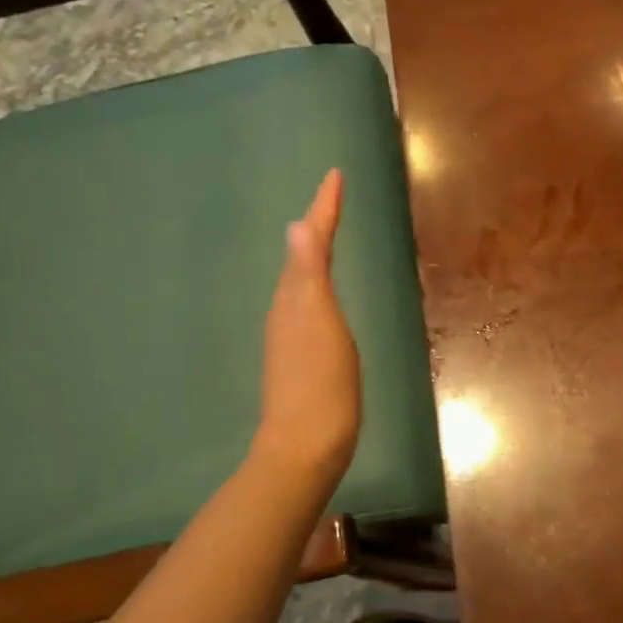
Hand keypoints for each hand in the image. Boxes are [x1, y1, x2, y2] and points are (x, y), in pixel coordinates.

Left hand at [256, 169, 360, 494]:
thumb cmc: (320, 384)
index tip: (335, 175)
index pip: (311, 242)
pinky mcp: (303, 358)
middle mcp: (287, 311)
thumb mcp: (319, 324)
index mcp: (294, 299)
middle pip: (302, 257)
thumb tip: (297, 224)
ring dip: (313, 254)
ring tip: (326, 235)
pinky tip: (321, 295)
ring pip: (301, 282)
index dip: (324, 209)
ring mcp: (292, 337)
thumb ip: (309, 276)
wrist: (306, 447)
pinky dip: (316, 285)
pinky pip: (308, 305)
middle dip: (317, 225)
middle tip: (333, 199)